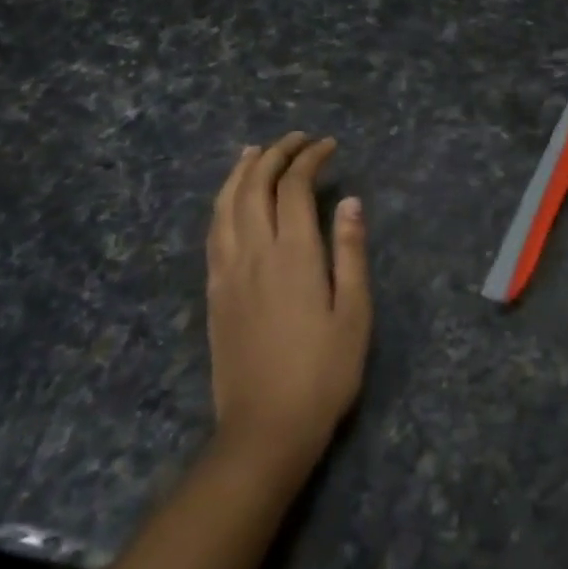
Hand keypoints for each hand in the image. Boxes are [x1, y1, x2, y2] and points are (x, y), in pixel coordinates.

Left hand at [206, 133, 371, 481]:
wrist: (265, 429)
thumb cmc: (323, 373)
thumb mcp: (354, 313)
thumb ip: (351, 252)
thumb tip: (351, 201)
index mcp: (294, 254)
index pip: (295, 187)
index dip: (310, 158)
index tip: (328, 145)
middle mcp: (254, 253)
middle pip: (255, 186)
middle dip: (275, 154)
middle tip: (296, 139)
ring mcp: (227, 272)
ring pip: (226, 205)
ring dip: (240, 171)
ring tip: (255, 151)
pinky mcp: (214, 293)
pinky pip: (213, 232)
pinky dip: (222, 203)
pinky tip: (230, 200)